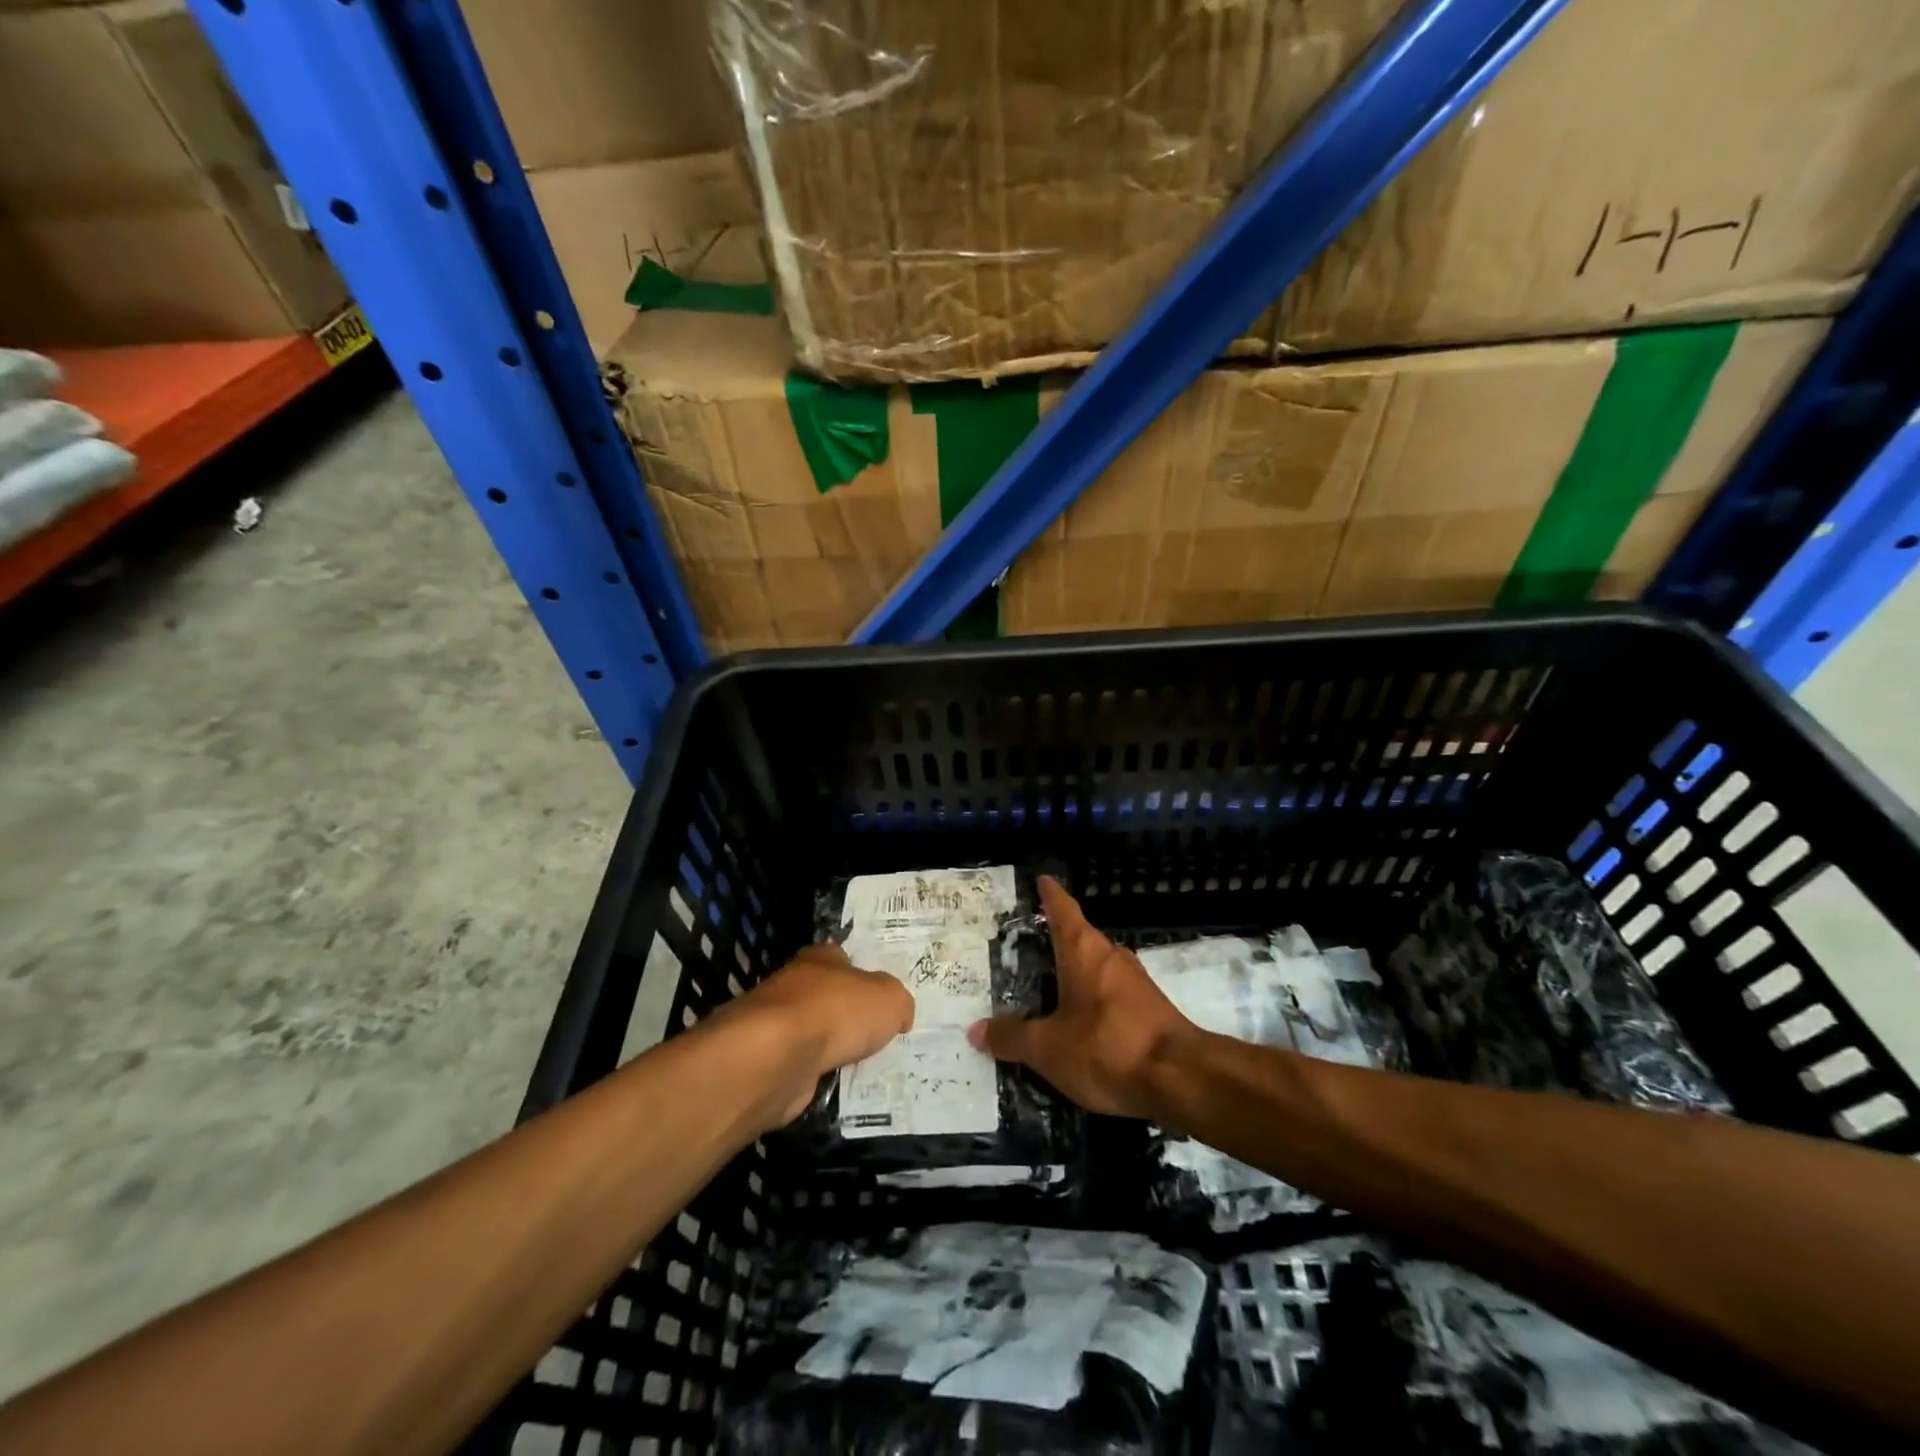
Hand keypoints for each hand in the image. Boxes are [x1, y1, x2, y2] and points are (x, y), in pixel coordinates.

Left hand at [719, 942, 914, 1125]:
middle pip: (825, 995)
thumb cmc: (838, 1012)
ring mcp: (776, 1022)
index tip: (878, 998)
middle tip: (872, 1034)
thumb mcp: (889, 1000)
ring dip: (827, 1045)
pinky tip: (829, 1081)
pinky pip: (798, 1063)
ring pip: (810, 1030)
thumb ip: (898, 1003)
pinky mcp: (766, 1059)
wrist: (778, 1056)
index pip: (843, 959)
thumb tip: (899, 1016)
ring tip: (855, 1063)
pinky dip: (812, 1072)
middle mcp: (795, 983)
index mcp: (822, 957)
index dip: (862, 975)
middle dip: (845, 1013)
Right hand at [967, 876, 1197, 1119]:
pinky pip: (1112, 993)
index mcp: (1084, 951)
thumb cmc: (1107, 1047)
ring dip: (1076, 972)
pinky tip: (1080, 1020)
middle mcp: (1111, 956)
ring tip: (1049, 984)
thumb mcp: (1048, 1048)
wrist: (1181, 1079)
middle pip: (1080, 938)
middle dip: (1057, 939)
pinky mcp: (1151, 1009)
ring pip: (1098, 967)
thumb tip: (977, 1029)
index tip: (1041, 879)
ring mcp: (1136, 982)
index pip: (1062, 910)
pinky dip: (1092, 998)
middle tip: (1029, 944)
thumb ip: (1012, 1037)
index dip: (1050, 894)